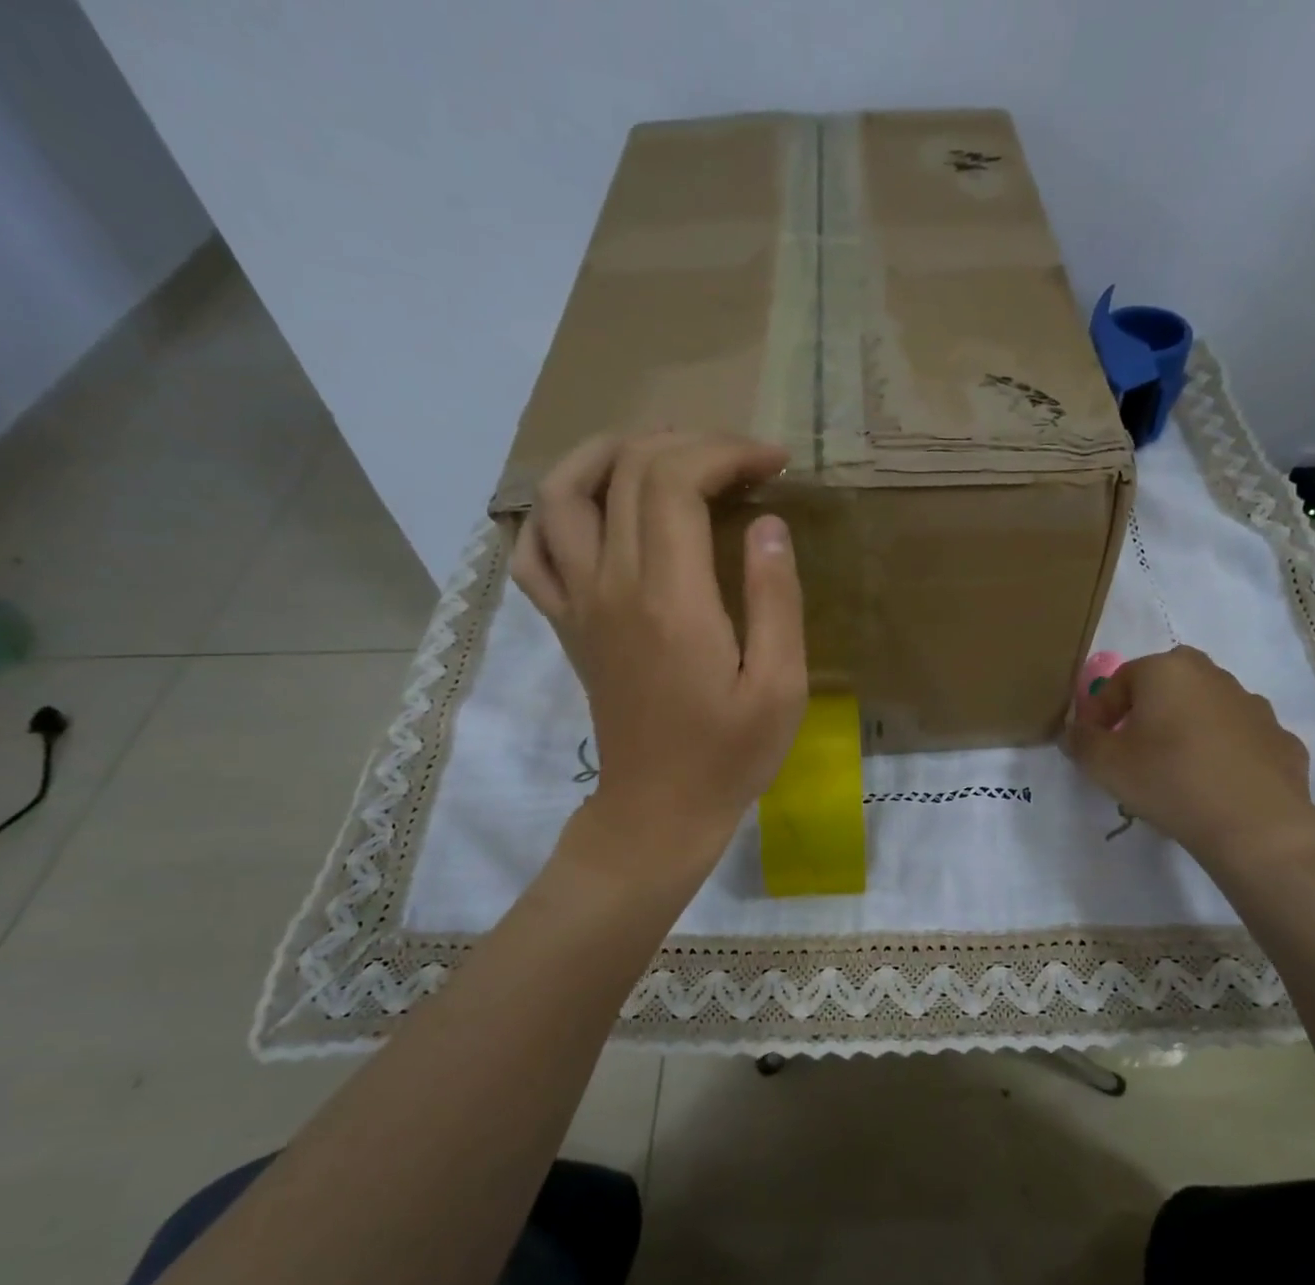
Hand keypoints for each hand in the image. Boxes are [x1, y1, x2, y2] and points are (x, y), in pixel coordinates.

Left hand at [512, 431, 806, 869]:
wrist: (659, 810)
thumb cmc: (729, 754)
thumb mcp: (780, 686)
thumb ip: (776, 599)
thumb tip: (768, 523)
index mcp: (670, 598)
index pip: (676, 480)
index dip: (727, 453)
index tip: (774, 464)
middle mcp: (612, 585)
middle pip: (627, 470)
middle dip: (689, 443)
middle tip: (738, 461)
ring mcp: (579, 603)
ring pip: (563, 493)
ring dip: (610, 454)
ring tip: (662, 455)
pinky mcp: (567, 624)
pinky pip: (533, 551)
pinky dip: (554, 513)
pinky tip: (594, 511)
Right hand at [1064, 646, 1314, 874]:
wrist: (1255, 825)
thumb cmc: (1168, 780)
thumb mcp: (1104, 764)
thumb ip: (1081, 741)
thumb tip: (1077, 732)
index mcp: (1167, 670)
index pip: (1117, 681)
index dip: (1098, 713)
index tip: (1092, 746)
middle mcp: (1213, 675)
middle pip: (1165, 687)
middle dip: (1144, 713)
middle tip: (1132, 751)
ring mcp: (1254, 706)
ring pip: (1205, 710)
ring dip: (1185, 730)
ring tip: (1174, 772)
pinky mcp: (1281, 739)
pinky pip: (1238, 740)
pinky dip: (1223, 754)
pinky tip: (1213, 785)